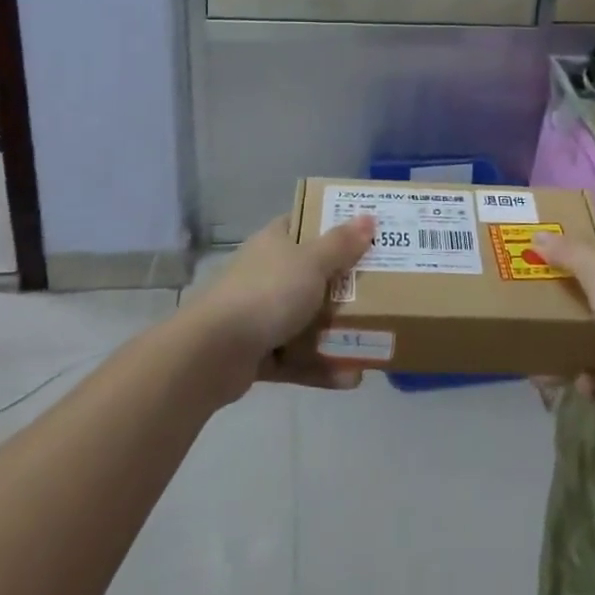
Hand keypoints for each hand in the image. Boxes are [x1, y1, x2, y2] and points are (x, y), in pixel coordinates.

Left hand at [189, 213, 376, 397]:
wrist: (212, 353)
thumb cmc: (266, 294)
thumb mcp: (311, 263)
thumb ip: (341, 244)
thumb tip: (368, 216)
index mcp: (275, 243)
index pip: (304, 223)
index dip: (333, 225)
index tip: (366, 233)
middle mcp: (267, 273)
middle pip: (312, 273)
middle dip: (344, 284)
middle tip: (381, 288)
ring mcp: (260, 314)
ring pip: (306, 318)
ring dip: (337, 332)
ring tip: (374, 341)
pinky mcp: (258, 352)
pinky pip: (297, 357)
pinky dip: (321, 366)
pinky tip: (351, 378)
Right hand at [534, 233, 594, 438]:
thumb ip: (569, 255)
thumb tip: (538, 234)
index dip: (570, 240)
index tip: (535, 243)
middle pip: (588, 290)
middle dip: (557, 298)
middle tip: (521, 300)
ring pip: (588, 335)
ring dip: (564, 346)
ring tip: (537, 356)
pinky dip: (585, 380)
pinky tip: (577, 384)